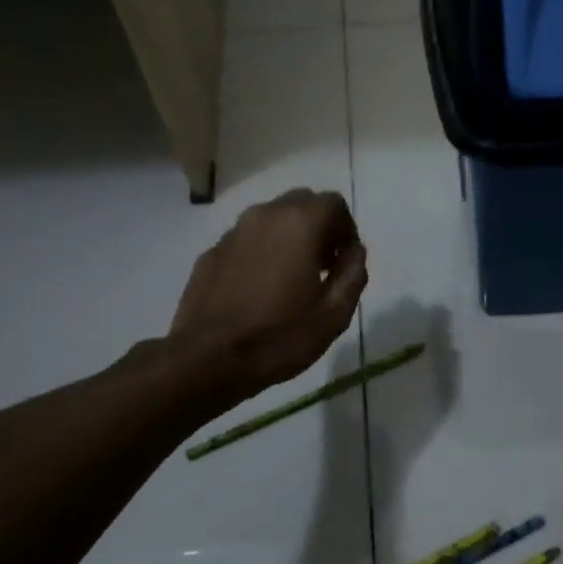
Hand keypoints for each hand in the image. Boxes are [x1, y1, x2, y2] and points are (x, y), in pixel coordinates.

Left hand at [167, 188, 367, 399]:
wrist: (208, 360)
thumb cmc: (280, 337)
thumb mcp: (334, 315)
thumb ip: (352, 275)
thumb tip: (354, 252)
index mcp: (300, 224)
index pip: (334, 204)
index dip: (346, 229)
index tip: (345, 261)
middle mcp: (265, 216)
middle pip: (301, 203)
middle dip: (317, 227)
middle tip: (322, 265)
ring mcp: (233, 233)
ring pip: (271, 219)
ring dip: (288, 237)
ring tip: (290, 278)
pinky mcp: (211, 253)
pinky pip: (246, 240)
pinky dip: (260, 252)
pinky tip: (259, 289)